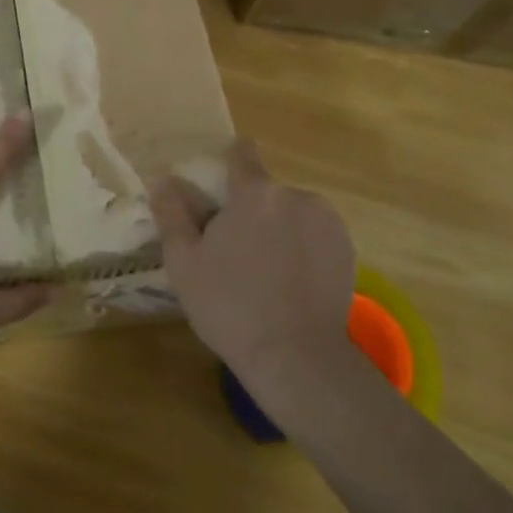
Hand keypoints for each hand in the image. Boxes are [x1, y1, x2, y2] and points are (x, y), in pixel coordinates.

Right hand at [150, 141, 367, 400]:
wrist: (296, 356)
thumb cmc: (229, 305)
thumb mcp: (184, 261)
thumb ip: (173, 213)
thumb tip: (164, 179)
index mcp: (255, 194)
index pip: (242, 156)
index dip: (231, 159)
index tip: (223, 177)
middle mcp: (296, 196)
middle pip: (266, 193)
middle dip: (251, 211)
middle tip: (235, 252)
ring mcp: (328, 223)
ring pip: (292, 214)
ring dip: (279, 229)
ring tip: (265, 273)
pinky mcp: (348, 249)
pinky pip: (316, 235)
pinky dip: (303, 249)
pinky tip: (291, 283)